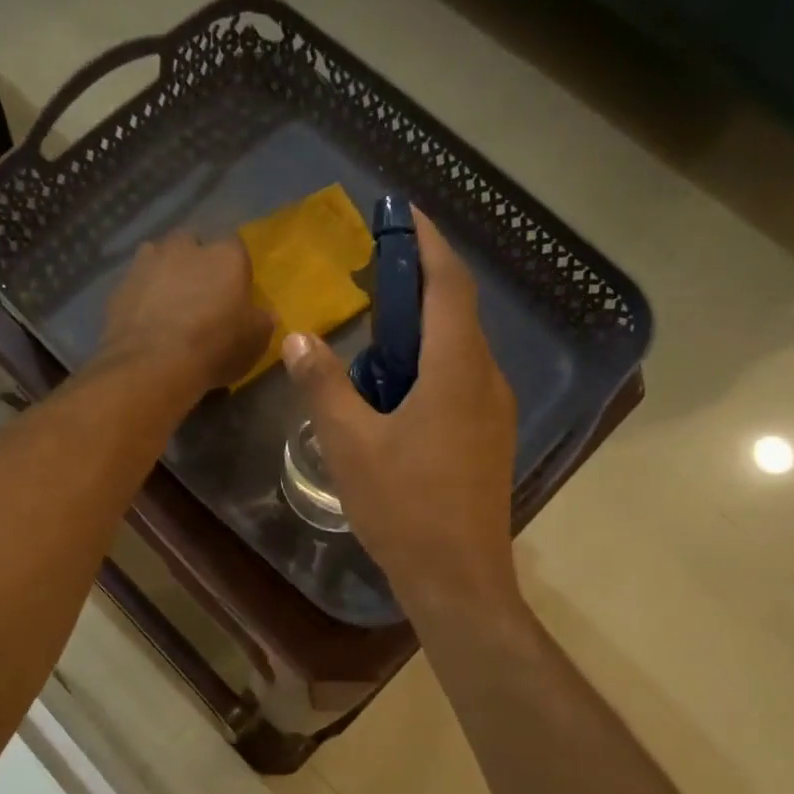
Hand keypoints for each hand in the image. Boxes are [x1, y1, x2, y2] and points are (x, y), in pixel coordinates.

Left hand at [99, 231, 272, 395]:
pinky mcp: (120, 284)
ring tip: (168, 301)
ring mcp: (148, 262)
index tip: (234, 290)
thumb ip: (261, 321)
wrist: (152, 364)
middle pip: (192, 243)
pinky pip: (136, 283)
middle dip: (195, 260)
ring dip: (165, 271)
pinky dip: (142, 294)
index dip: (235, 269)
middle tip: (199, 292)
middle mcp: (185, 247)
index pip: (236, 248)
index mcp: (225, 255)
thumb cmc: (214, 347)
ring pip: (158, 256)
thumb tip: (265, 313)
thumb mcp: (255, 341)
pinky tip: (145, 318)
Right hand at [281, 210, 519, 613]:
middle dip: (420, 284)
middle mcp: (486, 379)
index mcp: (456, 370)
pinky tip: (397, 389)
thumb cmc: (404, 507)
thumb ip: (323, 384)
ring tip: (377, 333)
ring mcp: (494, 410)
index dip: (429, 243)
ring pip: (460, 349)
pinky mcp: (490, 437)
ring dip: (424, 329)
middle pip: (458, 312)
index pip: (449, 285)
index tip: (404, 215)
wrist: (458, 578)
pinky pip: (462, 379)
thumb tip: (299, 337)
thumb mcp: (350, 443)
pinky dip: (431, 364)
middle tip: (374, 277)